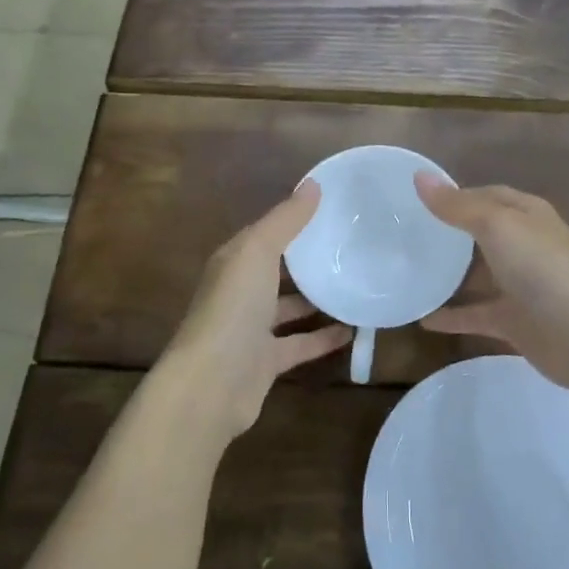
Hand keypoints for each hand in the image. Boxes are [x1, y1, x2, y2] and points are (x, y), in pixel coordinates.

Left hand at [152, 181, 350, 443]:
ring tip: (356, 285)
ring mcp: (252, 329)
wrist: (211, 384)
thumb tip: (313, 184)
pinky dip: (323, 338)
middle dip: (307, 260)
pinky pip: (300, 344)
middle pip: (277, 271)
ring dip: (317, 300)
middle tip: (351, 248)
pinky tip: (353, 331)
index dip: (293, 220)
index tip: (331, 210)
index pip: (265, 234)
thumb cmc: (232, 308)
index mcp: (234, 261)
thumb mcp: (258, 252)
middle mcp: (240, 292)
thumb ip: (285, 220)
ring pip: (289, 308)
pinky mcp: (266, 362)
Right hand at [414, 175, 568, 393]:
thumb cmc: (544, 268)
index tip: (415, 200)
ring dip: (448, 276)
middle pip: (480, 235)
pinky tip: (422, 320)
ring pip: (477, 276)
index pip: (486, 195)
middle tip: (404, 235)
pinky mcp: (514, 322)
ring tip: (407, 273)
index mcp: (525, 215)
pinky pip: (476, 315)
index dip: (455, 195)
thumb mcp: (498, 225)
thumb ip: (457, 206)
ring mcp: (520, 286)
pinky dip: (452, 317)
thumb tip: (419, 177)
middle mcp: (523, 246)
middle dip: (448, 234)